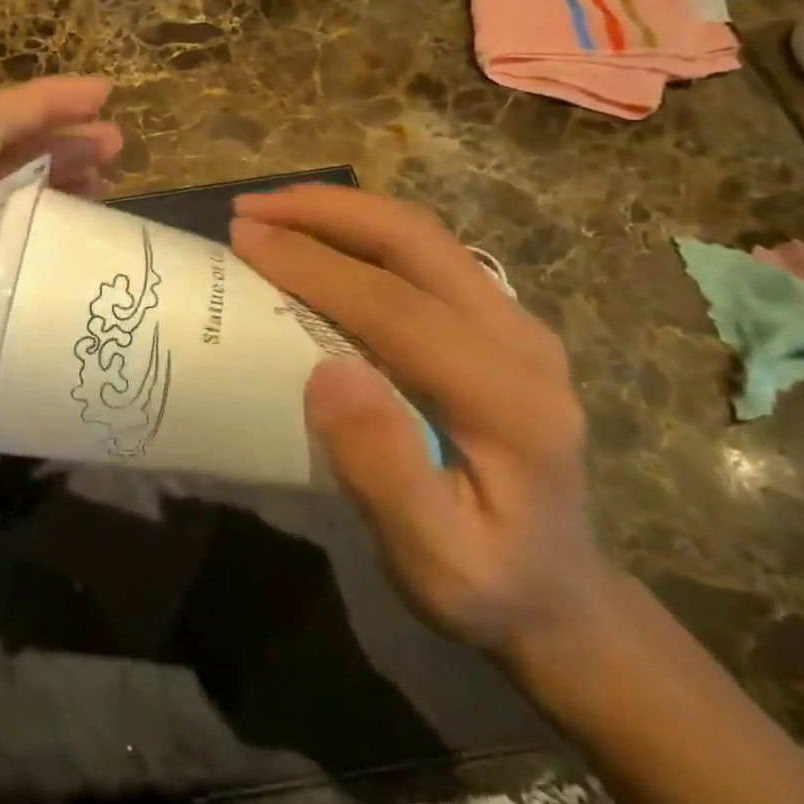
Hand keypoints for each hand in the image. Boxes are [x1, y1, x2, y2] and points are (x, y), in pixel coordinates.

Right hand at [229, 187, 617, 663]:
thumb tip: (329, 371)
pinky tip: (318, 240)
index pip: (396, 304)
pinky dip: (360, 232)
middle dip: (325, 212)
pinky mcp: (497, 322)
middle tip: (249, 210)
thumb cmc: (486, 584)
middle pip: (417, 241)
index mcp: (508, 400)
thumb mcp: (433, 562)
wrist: (559, 592)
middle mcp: (521, 341)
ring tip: (272, 212)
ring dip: (341, 213)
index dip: (314, 263)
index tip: (243, 239)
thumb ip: (386, 470)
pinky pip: (423, 255)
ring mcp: (515, 324)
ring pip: (422, 237)